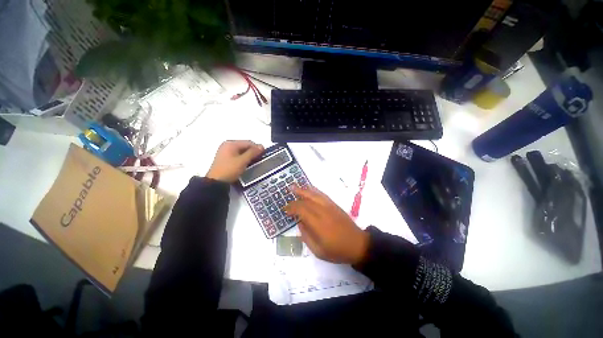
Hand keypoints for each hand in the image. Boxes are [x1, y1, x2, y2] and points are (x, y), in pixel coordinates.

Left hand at [206, 141, 263, 182]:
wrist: (216, 182)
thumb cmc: (230, 169)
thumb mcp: (243, 161)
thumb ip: (253, 152)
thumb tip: (262, 146)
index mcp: (231, 143)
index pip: (248, 143)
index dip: (257, 148)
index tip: (264, 155)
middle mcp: (227, 145)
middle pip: (245, 146)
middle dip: (253, 152)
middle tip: (259, 159)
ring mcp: (225, 152)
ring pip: (241, 151)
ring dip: (248, 156)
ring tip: (254, 162)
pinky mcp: (225, 159)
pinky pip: (237, 155)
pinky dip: (243, 159)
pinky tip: (246, 164)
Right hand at [284, 186, 369, 264]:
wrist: (357, 244)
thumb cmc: (337, 250)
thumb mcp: (318, 250)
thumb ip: (306, 236)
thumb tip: (300, 222)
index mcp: (318, 224)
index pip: (301, 210)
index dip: (291, 208)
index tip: (285, 210)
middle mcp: (323, 211)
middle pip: (306, 201)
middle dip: (295, 200)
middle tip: (286, 199)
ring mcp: (329, 206)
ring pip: (314, 195)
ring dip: (303, 190)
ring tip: (293, 187)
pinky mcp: (334, 205)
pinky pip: (322, 194)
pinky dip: (314, 190)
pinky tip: (309, 188)